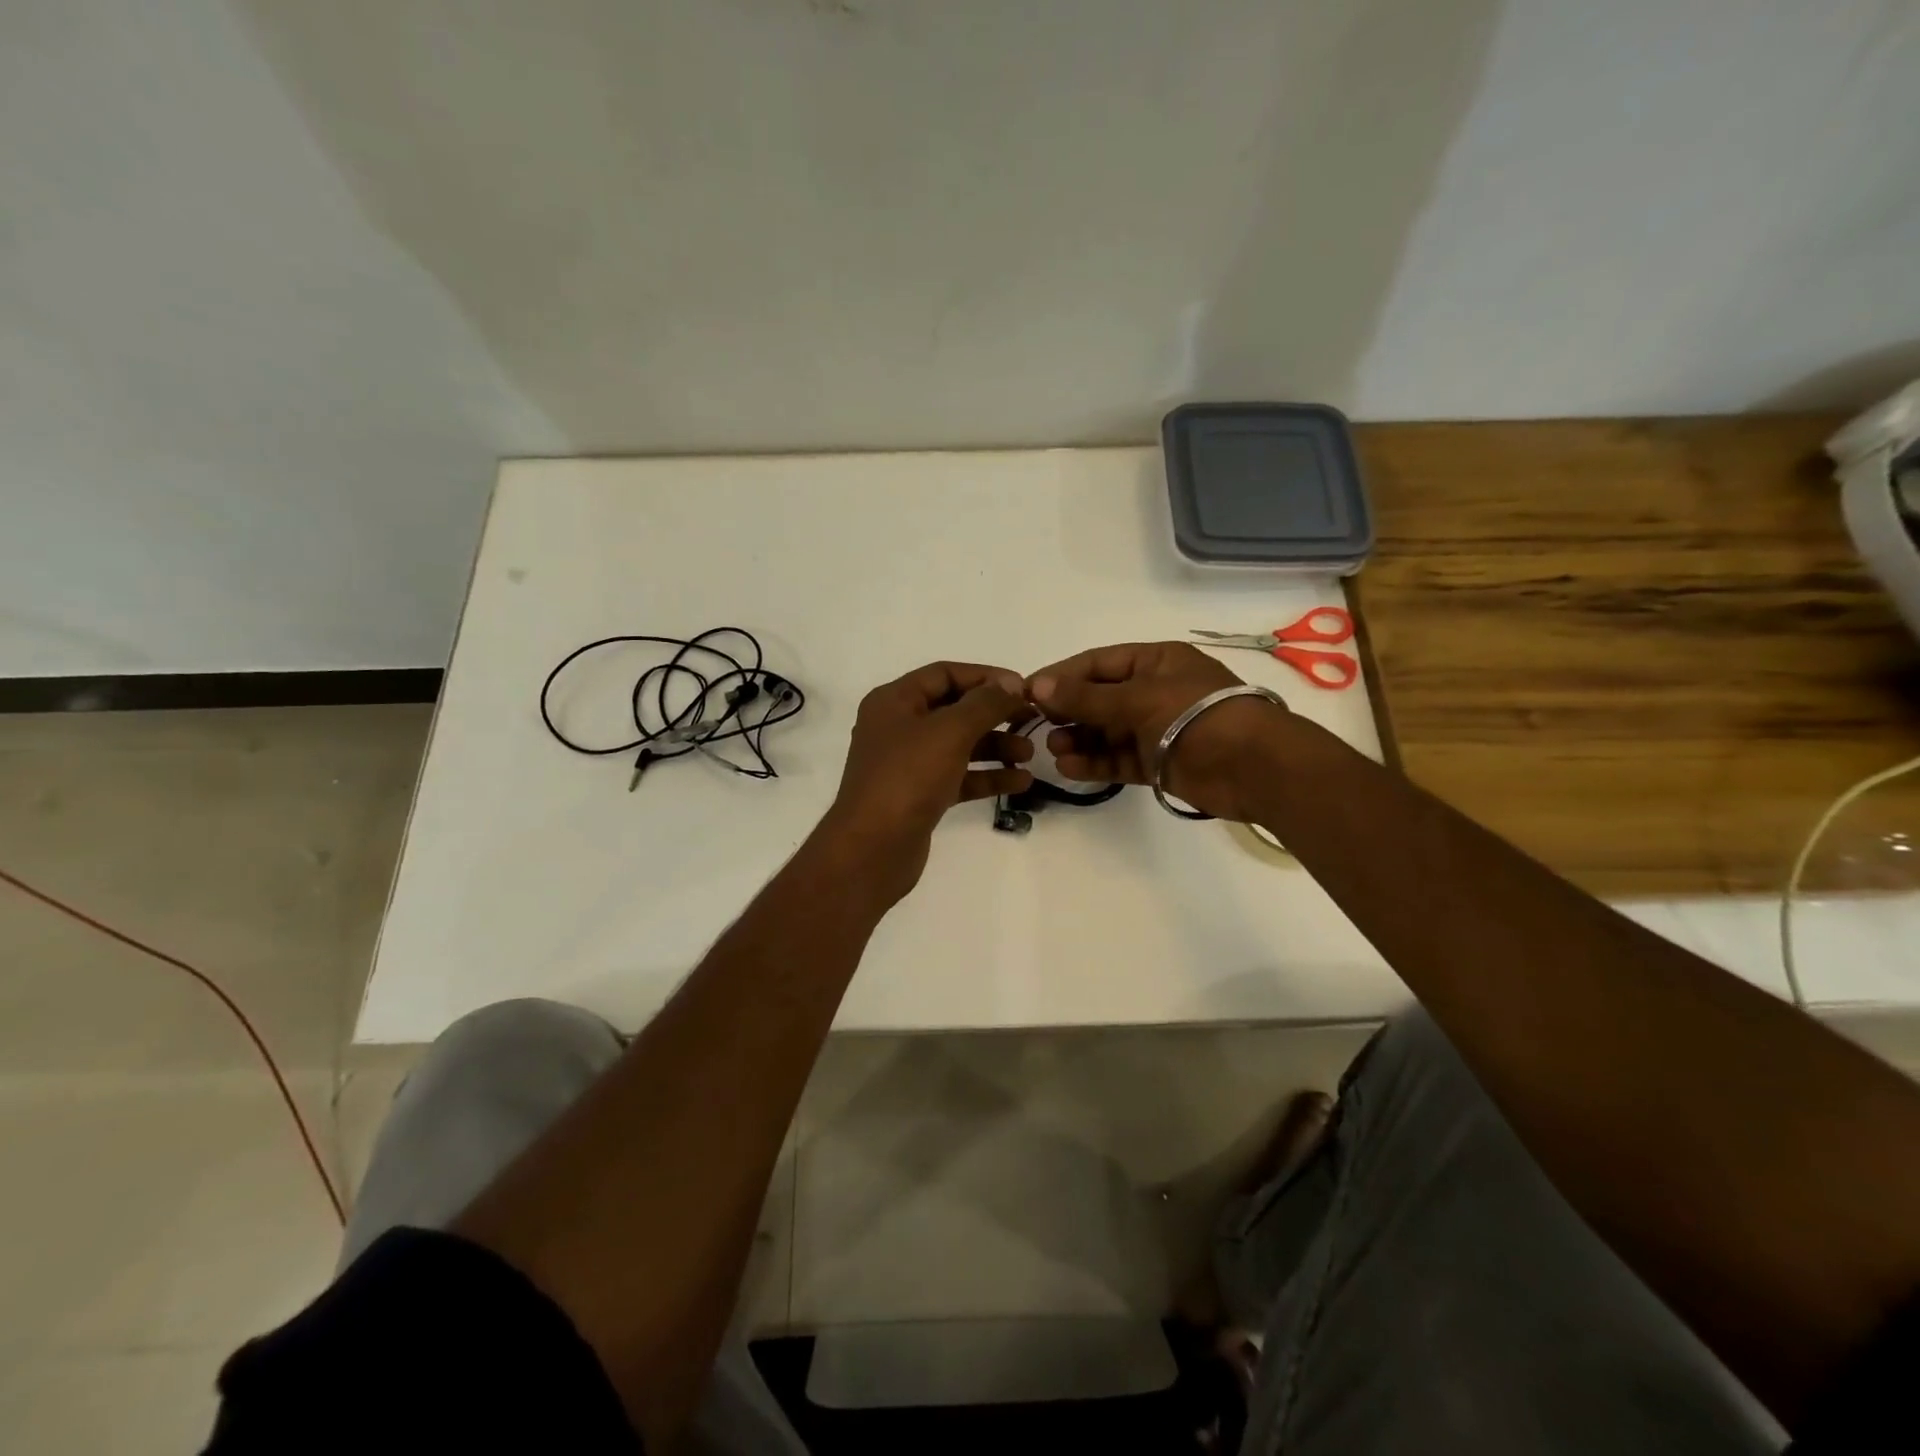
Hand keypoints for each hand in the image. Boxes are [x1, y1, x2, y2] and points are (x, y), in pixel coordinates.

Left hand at [822, 662, 1034, 899]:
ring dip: (995, 745)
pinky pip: (959, 776)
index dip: (985, 676)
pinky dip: (987, 776)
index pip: (945, 674)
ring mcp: (908, 764)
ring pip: (959, 745)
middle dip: (994, 714)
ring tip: (1030, 754)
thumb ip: (985, 703)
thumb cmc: (908, 778)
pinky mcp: (920, 795)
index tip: (1023, 687)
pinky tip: (1020, 781)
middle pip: (954, 709)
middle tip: (1032, 720)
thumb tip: (1011, 682)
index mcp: (894, 701)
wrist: (873, 849)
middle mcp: (898, 727)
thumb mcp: (950, 731)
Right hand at [1026, 642, 1288, 820]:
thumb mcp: (1138, 699)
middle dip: (1068, 711)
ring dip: (1078, 739)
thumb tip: (1037, 686)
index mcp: (1155, 662)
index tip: (1026, 692)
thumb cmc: (1197, 716)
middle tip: (1036, 725)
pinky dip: (1095, 763)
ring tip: (1054, 749)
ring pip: (1106, 731)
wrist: (1254, 768)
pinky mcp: (1158, 762)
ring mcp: (1156, 728)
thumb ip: (1086, 697)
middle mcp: (1153, 691)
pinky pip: (1118, 759)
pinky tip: (1069, 767)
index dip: (1062, 676)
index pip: (1098, 663)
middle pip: (1099, 698)